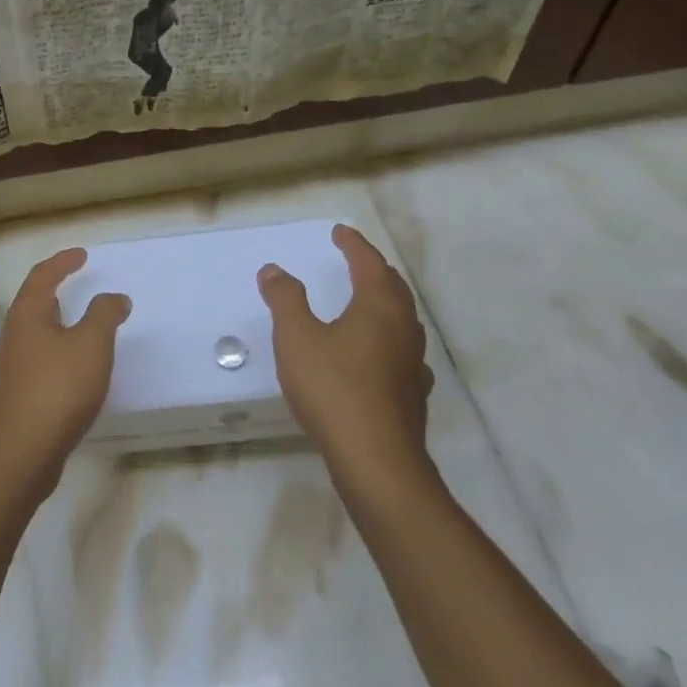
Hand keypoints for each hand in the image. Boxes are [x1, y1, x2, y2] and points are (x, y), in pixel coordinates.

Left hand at [0, 248, 129, 490]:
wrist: (18, 454)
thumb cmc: (56, 390)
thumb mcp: (91, 345)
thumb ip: (104, 315)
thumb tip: (115, 297)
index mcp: (27, 316)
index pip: (42, 277)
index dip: (62, 262)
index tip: (82, 255)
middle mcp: (12, 338)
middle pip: (32, 305)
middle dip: (55, 292)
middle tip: (77, 286)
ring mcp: (11, 370)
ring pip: (35, 336)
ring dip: (57, 326)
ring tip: (81, 328)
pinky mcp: (16, 398)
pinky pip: (39, 363)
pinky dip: (58, 355)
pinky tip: (74, 373)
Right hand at [257, 223, 434, 468]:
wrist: (374, 455)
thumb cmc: (332, 388)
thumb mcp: (296, 338)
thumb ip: (285, 300)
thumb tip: (274, 269)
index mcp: (378, 307)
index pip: (368, 263)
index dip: (353, 244)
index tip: (339, 231)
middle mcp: (403, 328)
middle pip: (392, 287)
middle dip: (373, 269)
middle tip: (355, 260)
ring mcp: (412, 361)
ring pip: (402, 320)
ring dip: (384, 303)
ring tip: (366, 302)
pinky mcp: (412, 392)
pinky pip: (402, 352)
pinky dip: (388, 340)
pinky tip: (381, 355)